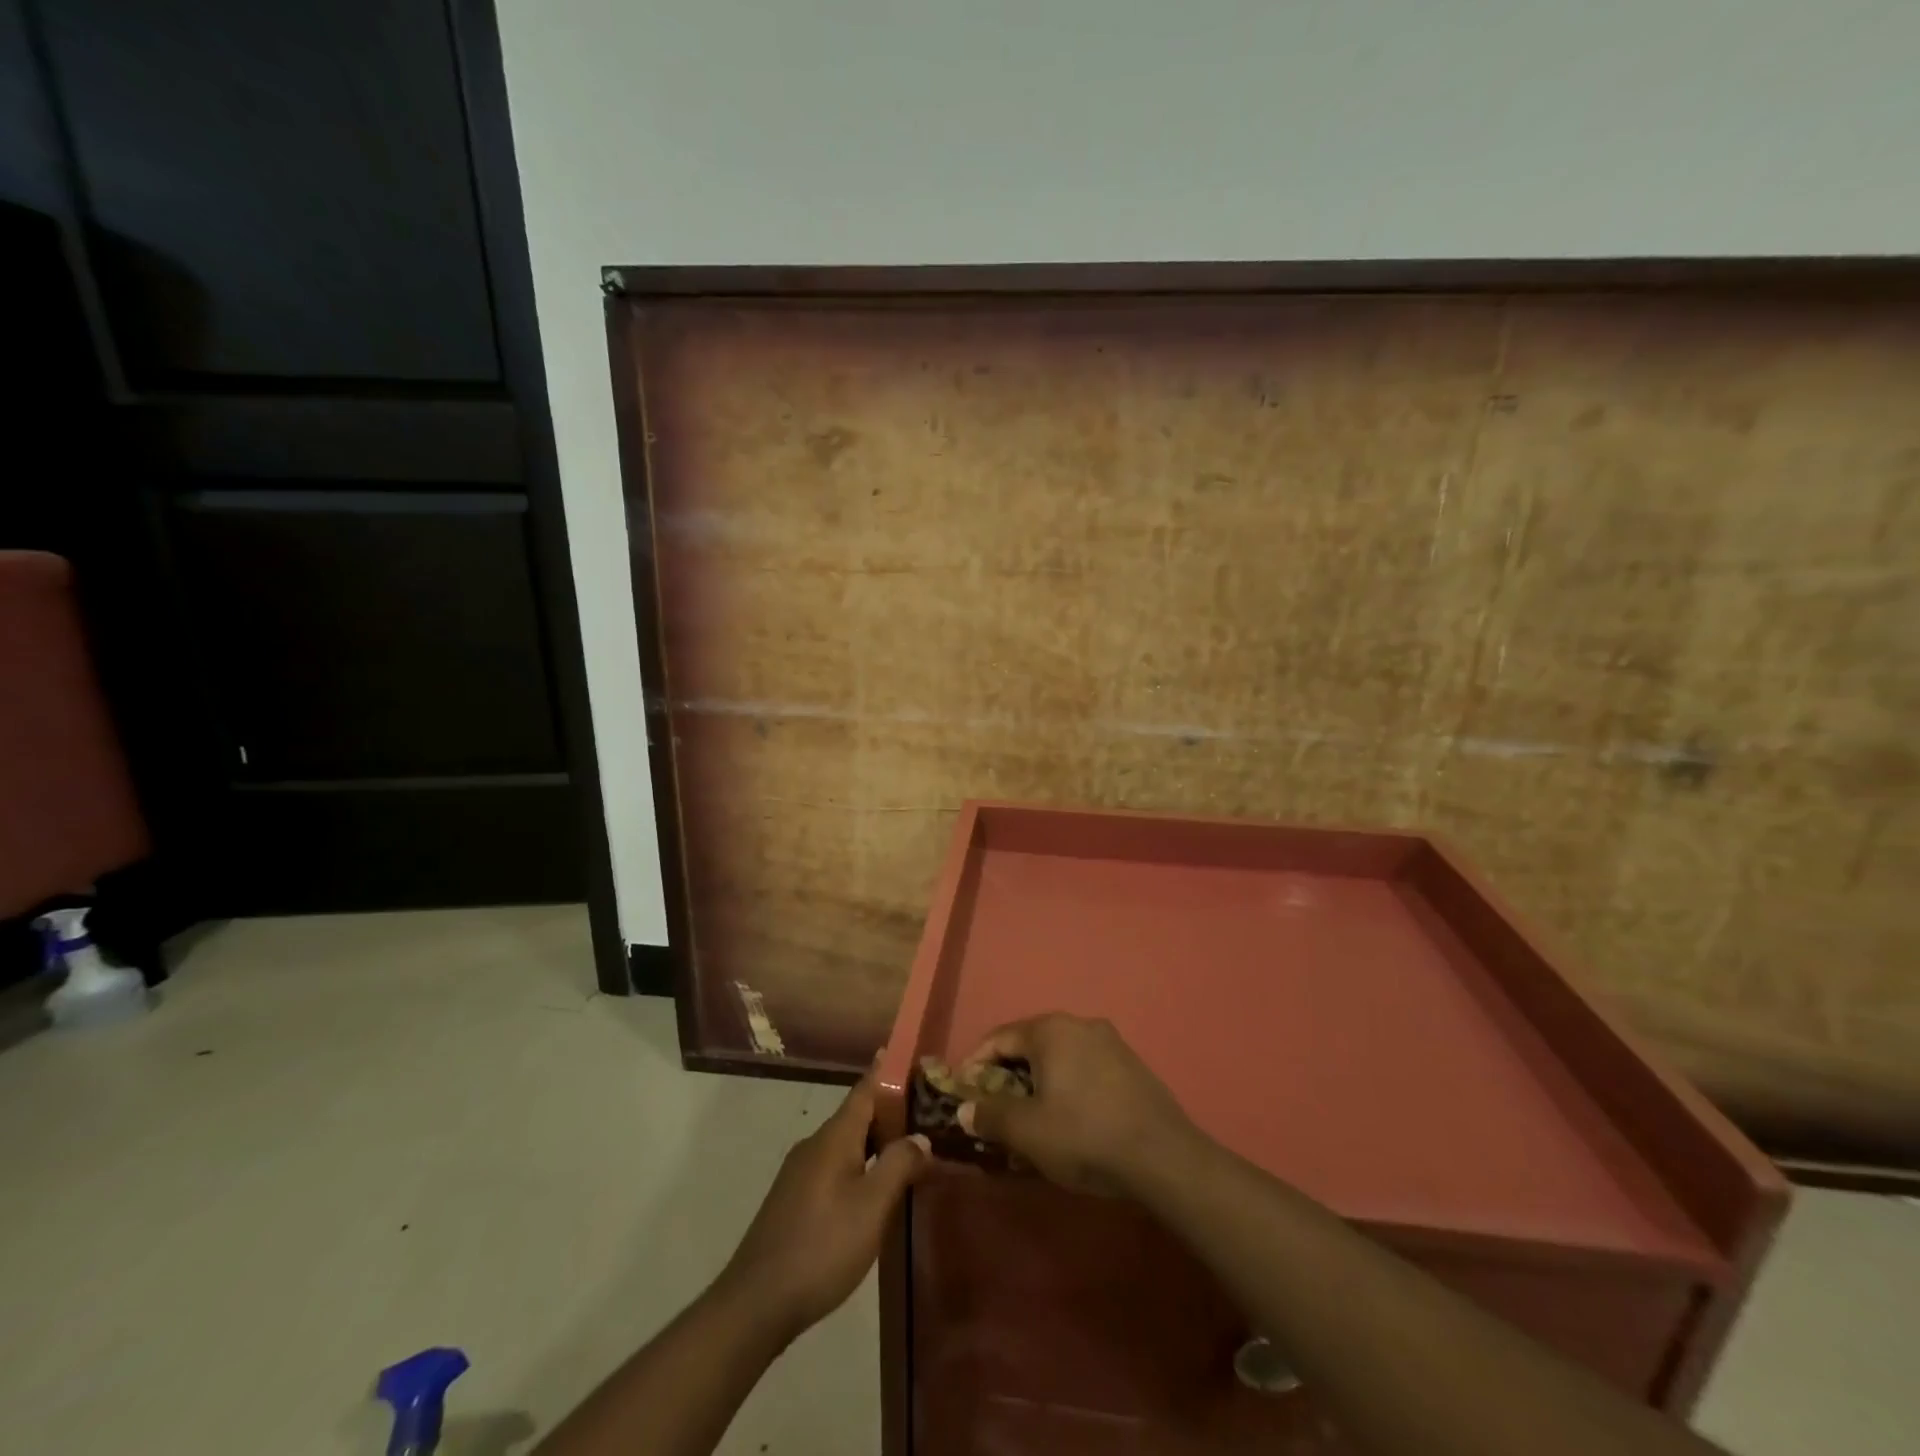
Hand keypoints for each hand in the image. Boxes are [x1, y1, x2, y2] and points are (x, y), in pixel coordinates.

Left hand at [721, 1074, 929, 1338]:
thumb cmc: (822, 1246)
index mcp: (834, 1137)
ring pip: (846, 1144)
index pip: (865, 1089)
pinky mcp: (795, 1200)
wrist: (757, 1302)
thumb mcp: (872, 1206)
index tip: (906, 1052)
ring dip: (876, 1141)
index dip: (886, 1070)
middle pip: (857, 1116)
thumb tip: (921, 1137)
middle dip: (890, 1111)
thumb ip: (899, 1165)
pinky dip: (861, 1164)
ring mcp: (801, 1173)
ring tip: (909, 1149)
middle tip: (926, 1110)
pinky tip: (875, 1189)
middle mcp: (815, 1145)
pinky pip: (836, 1166)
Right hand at [956, 1014, 1195, 1195]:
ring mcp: (1110, 1042)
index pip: (999, 1038)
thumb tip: (965, 1109)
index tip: (963, 1091)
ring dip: (1039, 1081)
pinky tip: (1069, 1118)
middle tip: (994, 1107)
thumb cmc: (1085, 1136)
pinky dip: (1067, 1085)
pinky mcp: (1131, 1064)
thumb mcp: (1028, 1131)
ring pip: (1060, 1056)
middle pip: (1030, 1044)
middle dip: (1008, 1074)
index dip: (976, 1064)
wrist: (1163, 1156)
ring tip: (1030, 1116)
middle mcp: (1079, 1024)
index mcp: (1050, 1030)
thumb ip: (990, 1115)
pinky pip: (1085, 1067)